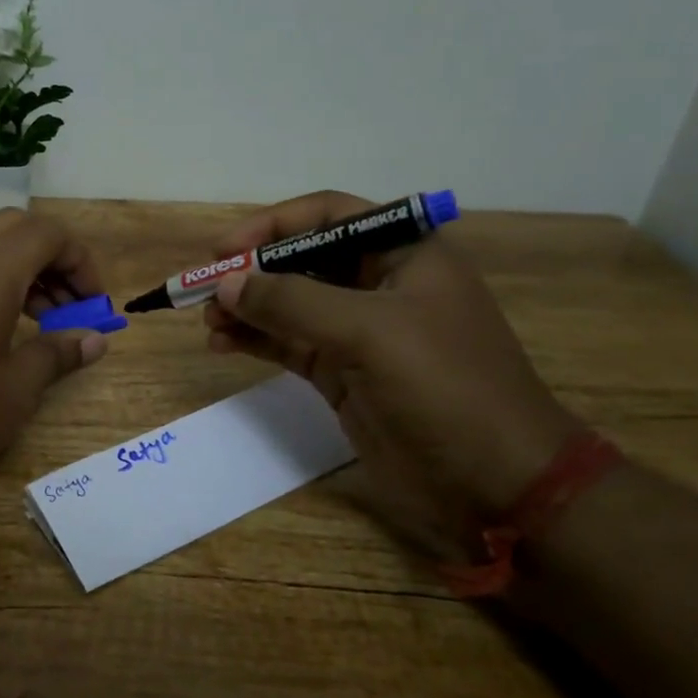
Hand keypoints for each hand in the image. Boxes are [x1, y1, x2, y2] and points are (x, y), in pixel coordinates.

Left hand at [0, 210, 108, 496]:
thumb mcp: (15, 391)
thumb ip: (57, 354)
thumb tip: (95, 339)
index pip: (47, 233)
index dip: (81, 262)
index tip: (93, 306)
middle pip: (13, 228)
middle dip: (50, 259)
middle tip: (65, 307)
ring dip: (16, 272)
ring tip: (34, 324)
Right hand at [204, 192, 580, 552]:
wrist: (494, 481)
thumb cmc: (444, 387)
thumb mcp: (369, 332)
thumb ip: (292, 301)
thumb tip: (225, 283)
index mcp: (405, 253)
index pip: (328, 216)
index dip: (272, 226)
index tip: (223, 251)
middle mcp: (379, 284)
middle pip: (301, 261)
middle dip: (251, 272)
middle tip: (202, 291)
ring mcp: (358, 332)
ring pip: (288, 304)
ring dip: (246, 308)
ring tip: (206, 322)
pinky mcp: (342, 373)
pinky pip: (288, 344)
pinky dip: (255, 340)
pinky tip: (223, 344)